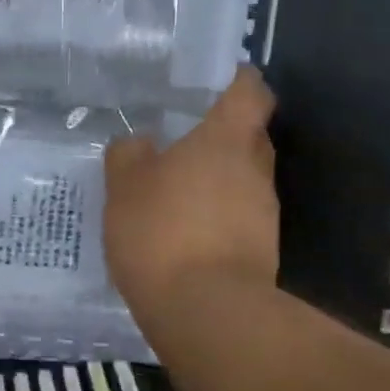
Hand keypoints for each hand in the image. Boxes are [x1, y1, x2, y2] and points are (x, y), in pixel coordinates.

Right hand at [103, 67, 278, 313]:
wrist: (206, 310)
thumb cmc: (162, 231)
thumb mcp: (125, 186)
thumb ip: (129, 156)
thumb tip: (139, 144)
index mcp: (226, 139)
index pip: (249, 91)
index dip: (238, 80)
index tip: (220, 81)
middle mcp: (255, 169)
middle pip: (250, 137)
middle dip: (223, 135)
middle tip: (185, 140)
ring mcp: (264, 212)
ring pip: (244, 180)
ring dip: (218, 181)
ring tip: (178, 193)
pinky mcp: (262, 250)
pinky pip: (239, 218)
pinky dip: (217, 218)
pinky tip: (185, 233)